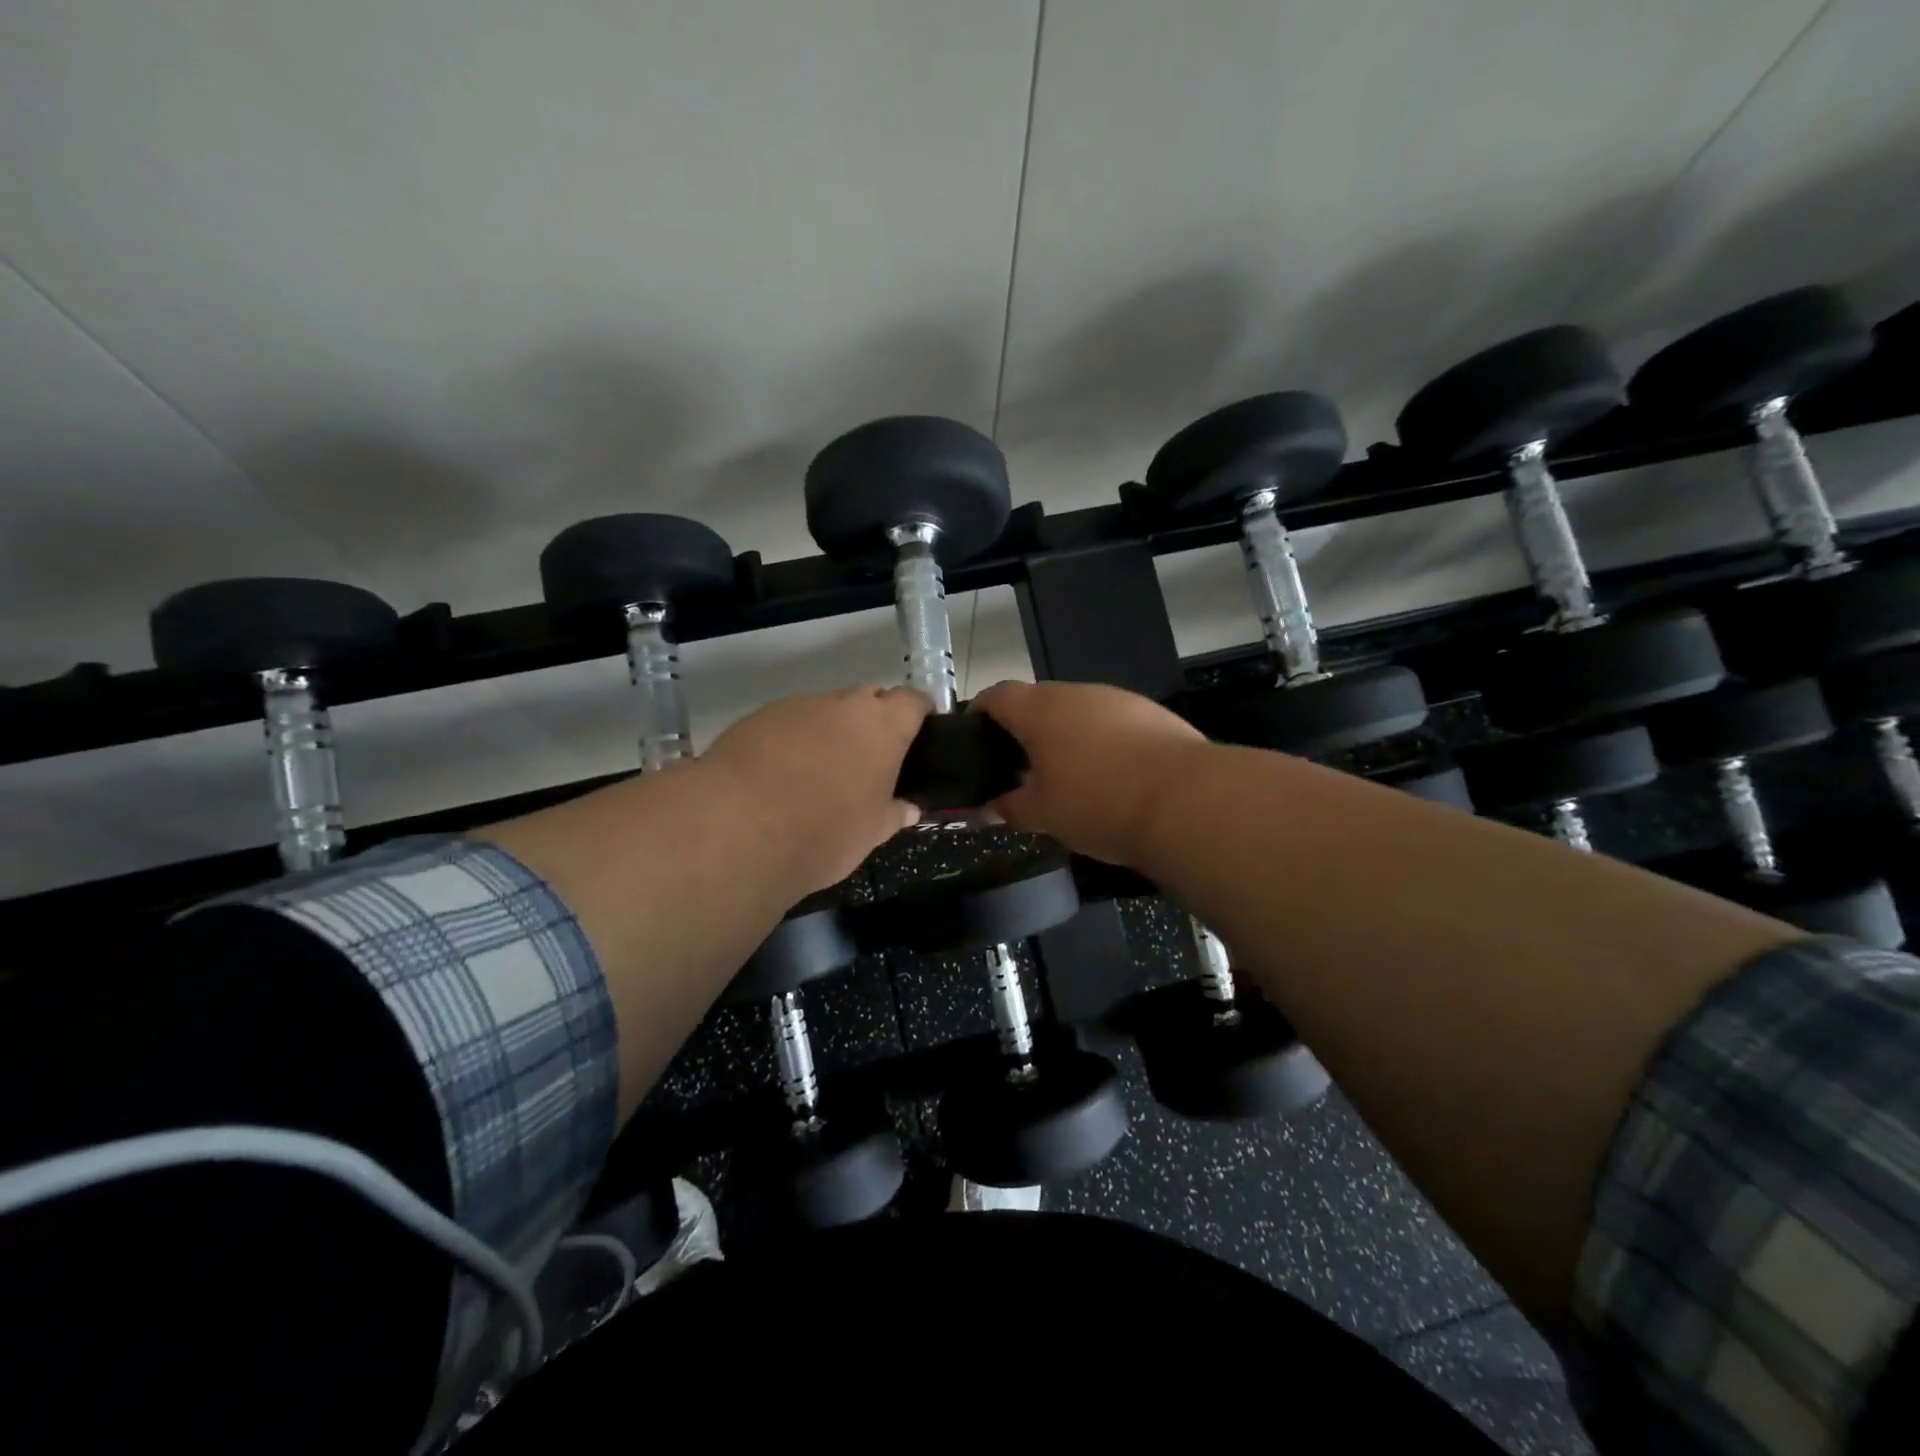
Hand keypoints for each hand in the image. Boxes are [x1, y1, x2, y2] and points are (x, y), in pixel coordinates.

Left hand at [703, 685, 932, 893]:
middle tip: (870, 757)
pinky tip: (781, 772)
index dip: (919, 713)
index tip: (920, 732)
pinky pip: (789, 721)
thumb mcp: (871, 833)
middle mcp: (843, 705)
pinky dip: (794, 739)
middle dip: (874, 719)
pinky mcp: (758, 717)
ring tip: (819, 770)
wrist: (738, 827)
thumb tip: (908, 808)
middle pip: (870, 697)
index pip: (913, 701)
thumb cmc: (824, 832)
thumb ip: (893, 814)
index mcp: (883, 727)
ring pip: (826, 709)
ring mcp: (798, 706)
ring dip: (831, 729)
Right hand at [970, 680, 1204, 866]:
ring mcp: (1118, 699)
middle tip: (1020, 767)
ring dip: (1066, 735)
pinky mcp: (1151, 713)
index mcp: (1040, 710)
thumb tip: (985, 809)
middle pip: (1038, 701)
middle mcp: (1077, 692)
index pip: (997, 695)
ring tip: (1068, 775)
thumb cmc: (1098, 804)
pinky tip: (1113, 776)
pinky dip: (1102, 741)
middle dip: (1025, 730)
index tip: (975, 737)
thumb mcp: (1043, 815)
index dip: (980, 712)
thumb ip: (1008, 808)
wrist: (1186, 801)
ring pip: (1078, 710)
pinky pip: (1112, 722)